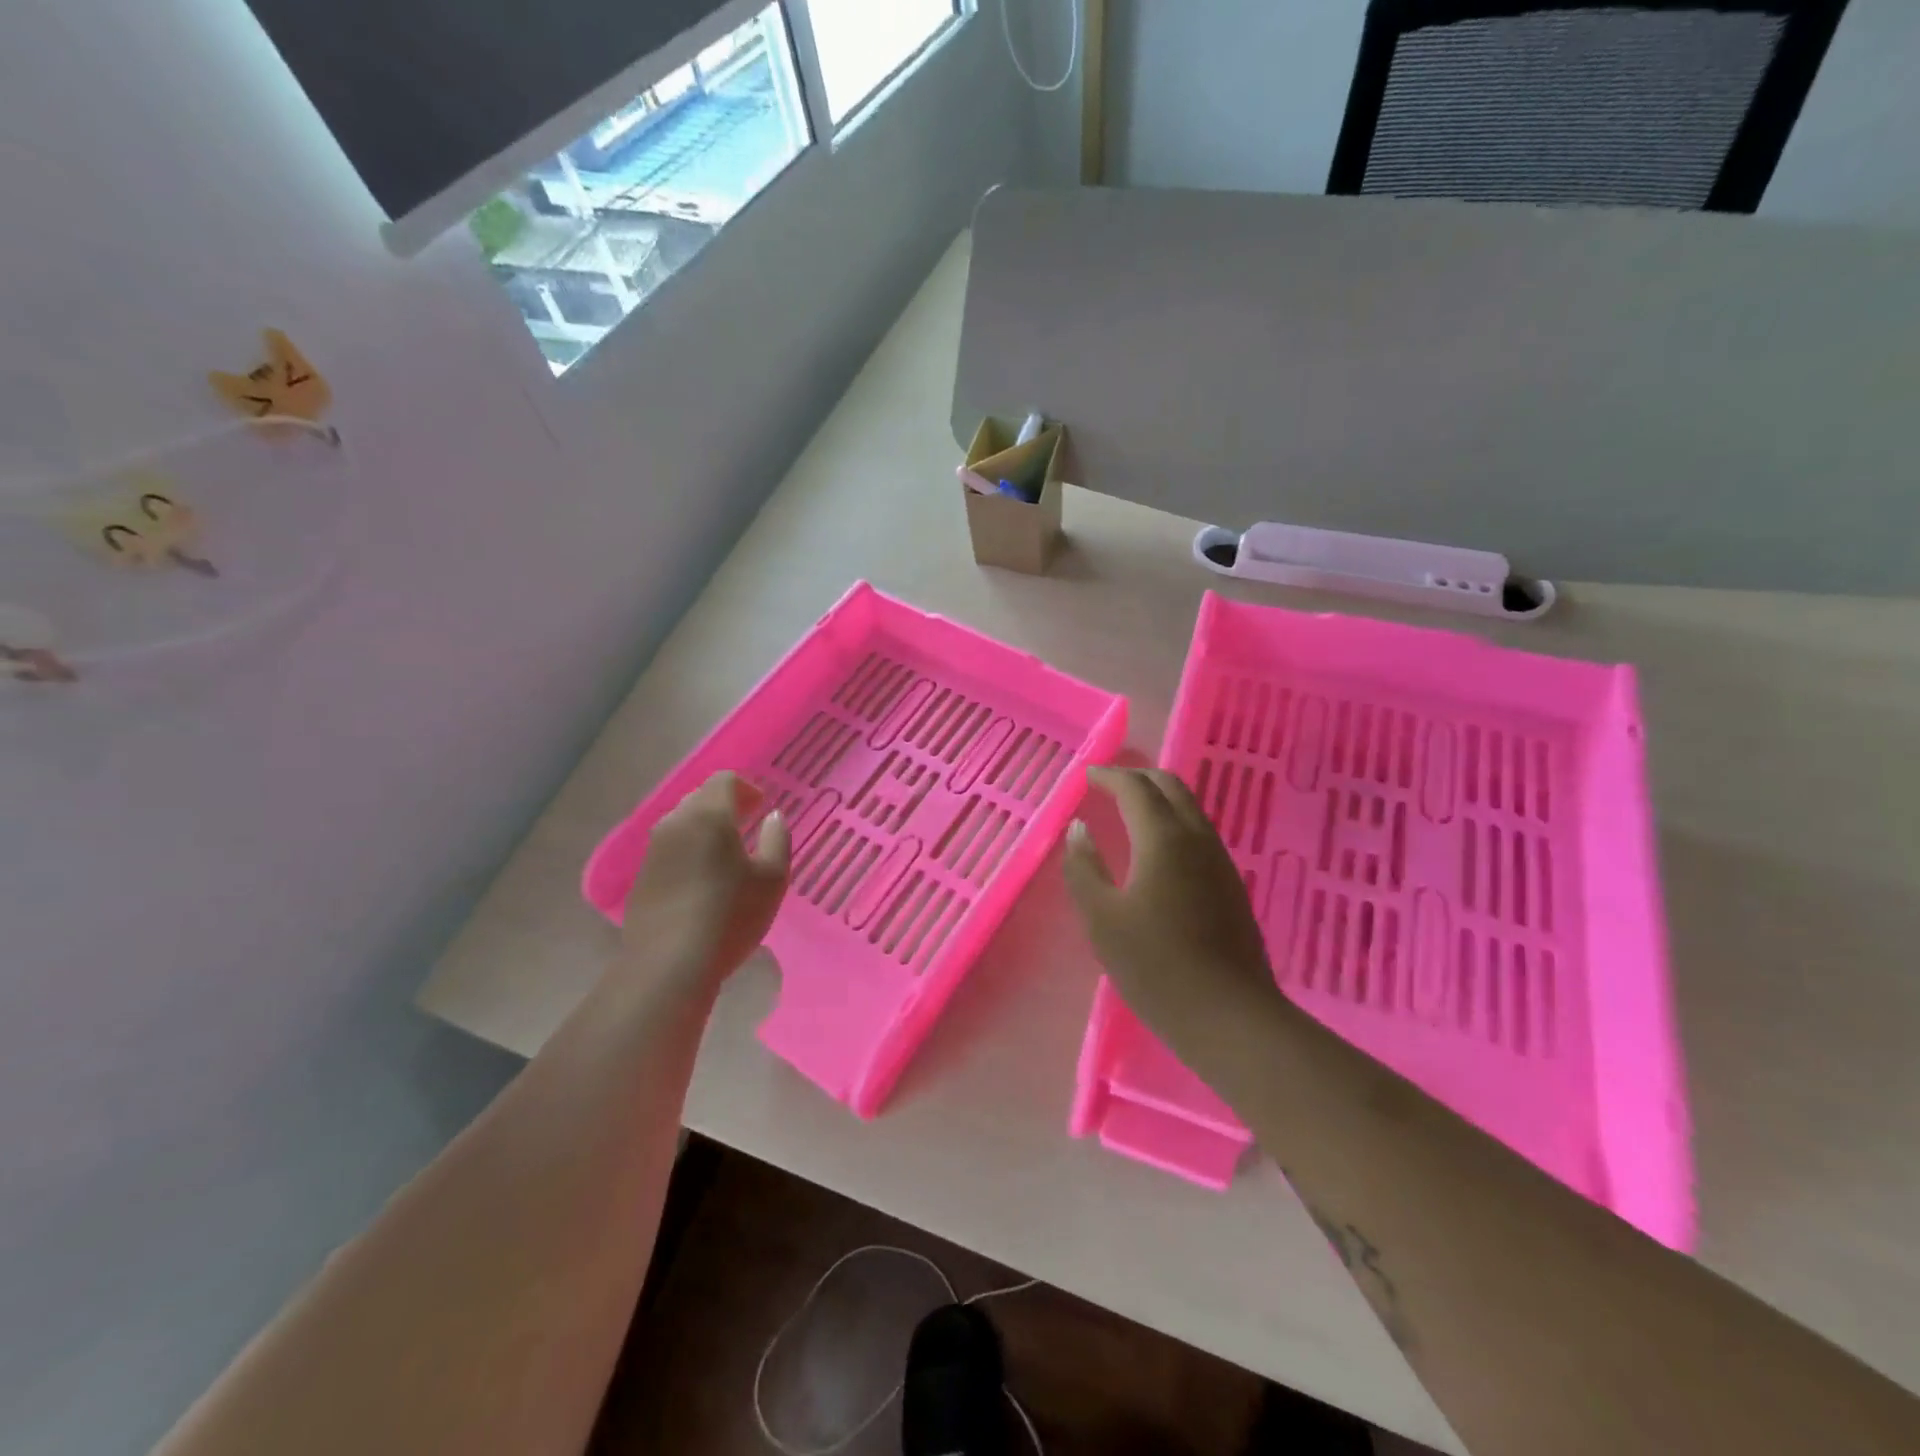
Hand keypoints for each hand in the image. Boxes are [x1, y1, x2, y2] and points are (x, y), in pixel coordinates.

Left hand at [621, 772, 789, 990]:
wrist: (669, 965)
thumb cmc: (730, 915)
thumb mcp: (772, 878)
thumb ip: (777, 838)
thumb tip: (772, 817)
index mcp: (709, 815)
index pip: (723, 780)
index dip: (746, 788)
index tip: (761, 808)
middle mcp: (675, 823)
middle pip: (699, 798)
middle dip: (724, 805)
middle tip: (747, 826)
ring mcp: (652, 851)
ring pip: (681, 824)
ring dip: (704, 829)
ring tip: (725, 855)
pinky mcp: (641, 878)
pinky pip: (669, 851)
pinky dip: (688, 853)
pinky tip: (701, 882)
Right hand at [1064, 766, 1277, 1050]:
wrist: (1229, 1016)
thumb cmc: (1156, 966)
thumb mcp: (1102, 920)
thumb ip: (1084, 868)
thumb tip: (1078, 829)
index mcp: (1163, 839)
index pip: (1135, 788)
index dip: (1109, 776)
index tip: (1086, 776)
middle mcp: (1197, 838)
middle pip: (1171, 787)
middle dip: (1138, 777)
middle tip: (1108, 784)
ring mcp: (1220, 861)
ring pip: (1190, 809)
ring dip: (1159, 798)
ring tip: (1129, 811)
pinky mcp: (1231, 885)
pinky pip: (1199, 833)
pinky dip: (1173, 822)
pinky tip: (1158, 849)